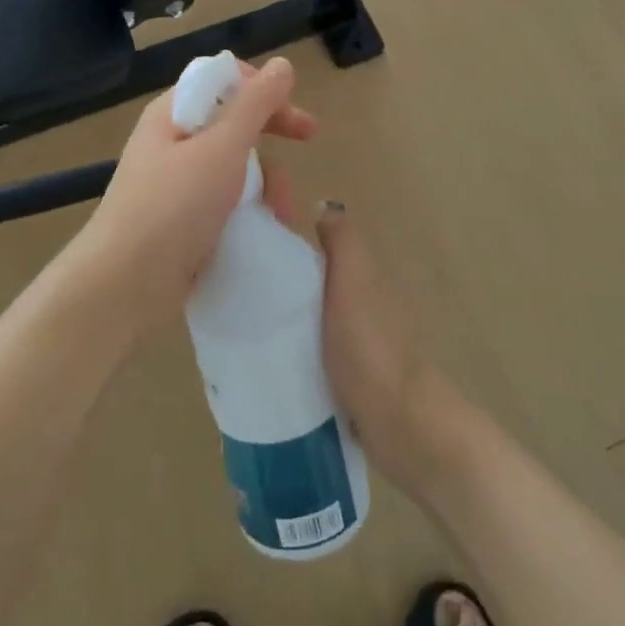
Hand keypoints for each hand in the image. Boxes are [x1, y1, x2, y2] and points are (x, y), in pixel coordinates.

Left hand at [64, 56, 315, 338]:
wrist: (125, 283)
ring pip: (233, 163)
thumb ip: (254, 105)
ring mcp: (175, 181)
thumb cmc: (174, 206)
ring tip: (281, 210)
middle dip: (271, 133)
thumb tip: (282, 65)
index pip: (223, 80)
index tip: (294, 111)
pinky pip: (223, 198)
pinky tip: (265, 225)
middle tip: (309, 141)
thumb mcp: (221, 148)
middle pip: (231, 121)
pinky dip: (248, 206)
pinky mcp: (181, 217)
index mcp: (173, 112)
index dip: (262, 89)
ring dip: (265, 179)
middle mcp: (172, 139)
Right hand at [257, 178, 446, 492]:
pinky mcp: (341, 378)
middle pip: (309, 281)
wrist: (398, 420)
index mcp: (359, 275)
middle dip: (275, 279)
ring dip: (280, 316)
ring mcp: (350, 343)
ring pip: (307, 317)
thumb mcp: (353, 278)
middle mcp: (356, 304)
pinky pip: (307, 352)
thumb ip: (341, 241)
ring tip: (234, 321)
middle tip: (227, 283)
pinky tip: (259, 356)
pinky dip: (288, 349)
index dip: (286, 237)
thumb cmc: (369, 343)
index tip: (243, 239)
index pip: (318, 245)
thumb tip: (322, 205)